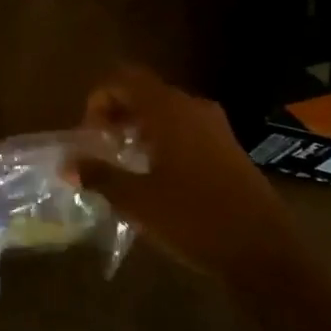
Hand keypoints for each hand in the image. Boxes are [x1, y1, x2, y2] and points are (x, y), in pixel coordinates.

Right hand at [75, 65, 292, 278]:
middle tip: (98, 150)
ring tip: (122, 165)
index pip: (124, 79)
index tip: (88, 136)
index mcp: (169, 110)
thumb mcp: (137, 200)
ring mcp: (215, 127)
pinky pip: (184, 130)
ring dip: (137, 130)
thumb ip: (98, 175)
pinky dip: (161, 142)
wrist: (263, 250)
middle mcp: (193, 108)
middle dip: (115, 115)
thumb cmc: (193, 218)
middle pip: (144, 94)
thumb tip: (67, 164)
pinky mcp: (228, 149)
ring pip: (165, 113)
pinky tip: (154, 178)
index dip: (98, 99)